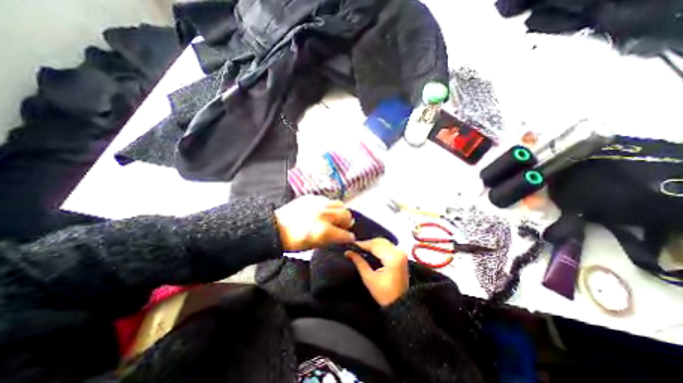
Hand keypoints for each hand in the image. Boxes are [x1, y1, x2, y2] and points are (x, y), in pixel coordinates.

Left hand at [275, 196, 353, 251]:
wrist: (275, 227)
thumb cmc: (293, 241)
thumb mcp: (313, 246)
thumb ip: (330, 240)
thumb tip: (341, 236)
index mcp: (323, 230)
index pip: (344, 234)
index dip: (349, 237)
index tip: (350, 238)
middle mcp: (323, 214)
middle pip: (346, 214)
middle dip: (347, 222)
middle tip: (343, 226)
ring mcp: (318, 203)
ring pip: (339, 204)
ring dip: (340, 211)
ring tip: (335, 216)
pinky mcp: (312, 197)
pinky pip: (327, 200)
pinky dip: (329, 206)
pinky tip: (323, 211)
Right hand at [344, 238, 407, 306]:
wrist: (401, 304)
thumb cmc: (384, 294)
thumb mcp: (369, 278)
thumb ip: (359, 262)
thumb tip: (348, 252)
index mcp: (392, 257)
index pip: (374, 245)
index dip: (362, 244)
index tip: (351, 245)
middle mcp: (398, 251)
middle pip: (379, 241)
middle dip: (367, 243)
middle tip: (355, 247)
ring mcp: (401, 253)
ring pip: (383, 242)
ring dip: (372, 244)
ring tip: (361, 249)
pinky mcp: (401, 255)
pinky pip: (387, 246)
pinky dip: (378, 247)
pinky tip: (370, 251)